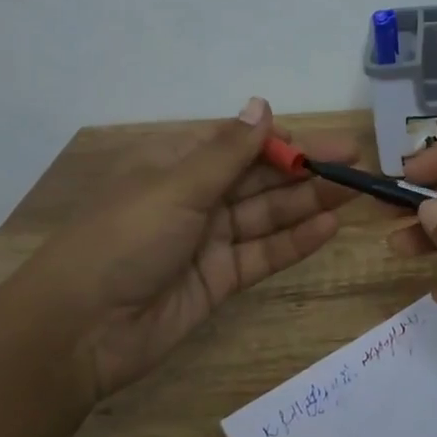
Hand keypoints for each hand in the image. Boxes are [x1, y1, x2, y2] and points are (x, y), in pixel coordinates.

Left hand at [35, 98, 356, 404]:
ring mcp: (209, 240)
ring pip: (267, 214)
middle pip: (260, 178)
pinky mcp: (218, 279)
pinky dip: (294, 242)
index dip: (284, 141)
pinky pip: (263, 254)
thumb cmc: (123, 240)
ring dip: (309, 203)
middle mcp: (196, 197)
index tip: (326, 143)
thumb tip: (261, 104)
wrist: (78, 332)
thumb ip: (228, 151)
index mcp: (177, 164)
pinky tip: (328, 228)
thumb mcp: (176, 187)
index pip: (240, 143)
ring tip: (355, 193)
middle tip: (358, 166)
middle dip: (306, 171)